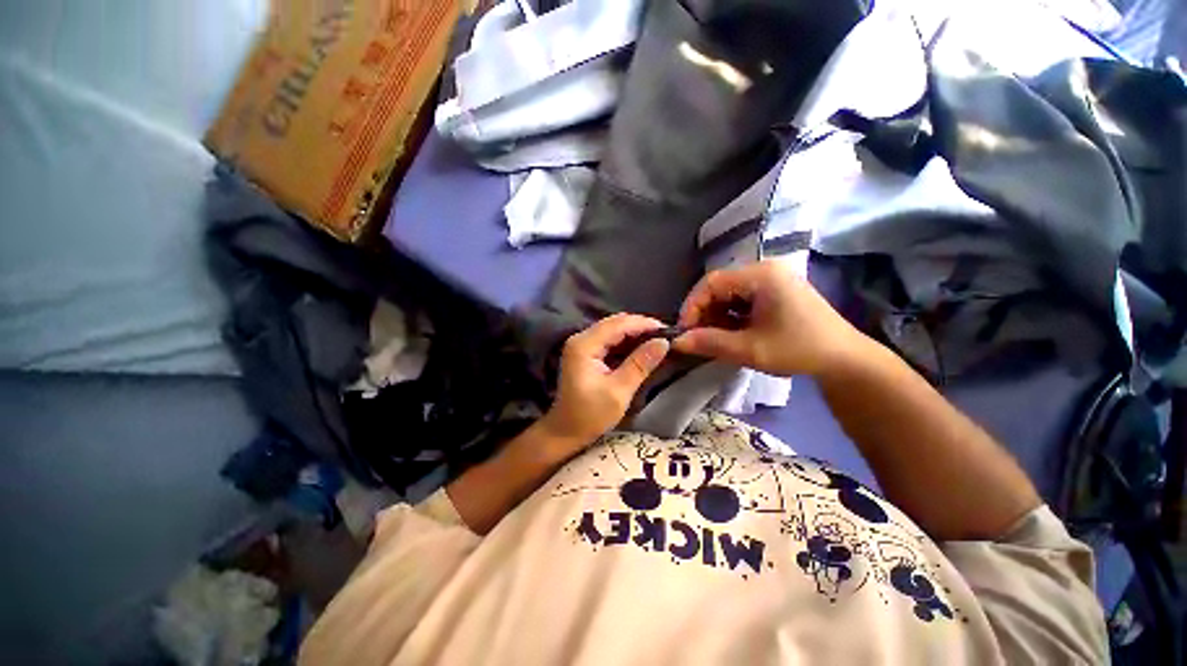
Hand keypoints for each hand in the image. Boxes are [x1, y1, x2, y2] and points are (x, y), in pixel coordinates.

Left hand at [541, 313, 670, 449]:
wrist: (565, 431)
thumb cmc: (590, 415)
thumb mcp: (619, 392)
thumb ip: (640, 364)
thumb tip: (663, 342)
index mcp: (584, 345)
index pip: (618, 324)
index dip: (644, 324)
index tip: (669, 331)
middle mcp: (580, 338)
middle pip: (615, 322)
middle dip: (640, 326)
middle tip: (665, 336)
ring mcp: (581, 344)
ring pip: (613, 329)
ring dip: (634, 333)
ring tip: (657, 341)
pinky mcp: (585, 352)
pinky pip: (609, 339)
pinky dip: (626, 341)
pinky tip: (641, 348)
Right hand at [673, 261, 868, 376]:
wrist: (845, 360)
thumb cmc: (798, 350)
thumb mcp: (750, 349)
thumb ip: (710, 342)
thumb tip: (676, 341)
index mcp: (761, 276)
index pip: (711, 282)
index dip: (692, 305)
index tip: (684, 331)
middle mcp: (765, 270)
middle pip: (720, 286)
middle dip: (704, 312)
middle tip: (698, 338)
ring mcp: (772, 280)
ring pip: (729, 294)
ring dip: (717, 316)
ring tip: (715, 338)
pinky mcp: (776, 292)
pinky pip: (743, 299)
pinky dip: (731, 316)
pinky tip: (732, 334)